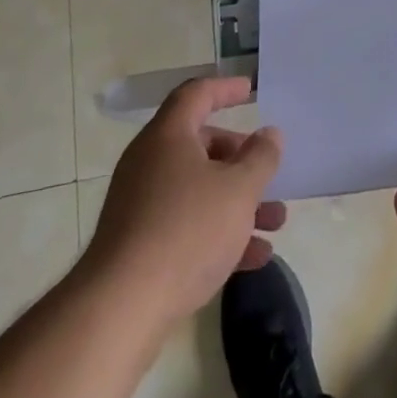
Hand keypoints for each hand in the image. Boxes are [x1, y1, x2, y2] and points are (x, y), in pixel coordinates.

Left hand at [84, 76, 285, 331]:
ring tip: (276, 222)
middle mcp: (150, 162)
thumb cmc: (186, 231)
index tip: (250, 90)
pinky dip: (219, 233)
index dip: (225, 88)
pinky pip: (186, 225)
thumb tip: (270, 134)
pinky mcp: (138, 245)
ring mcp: (140, 205)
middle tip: (268, 172)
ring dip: (238, 202)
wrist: (121, 309)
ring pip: (198, 190)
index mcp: (168, 136)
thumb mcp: (239, 190)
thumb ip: (260, 158)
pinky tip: (254, 257)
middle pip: (201, 145)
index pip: (197, 94)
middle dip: (240, 159)